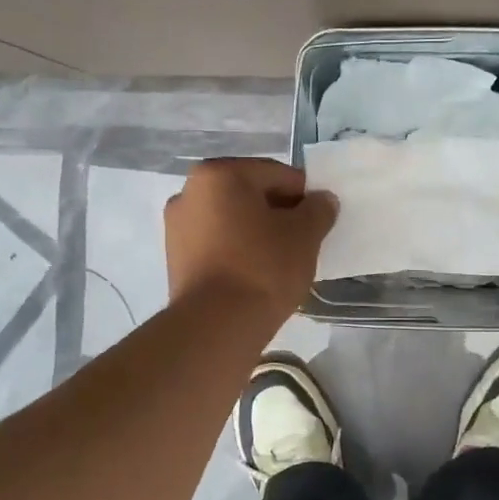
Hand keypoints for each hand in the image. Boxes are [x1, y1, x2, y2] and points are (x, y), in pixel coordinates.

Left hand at [165, 158, 337, 319]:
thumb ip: (318, 210)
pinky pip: (217, 245)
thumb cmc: (263, 267)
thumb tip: (322, 201)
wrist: (217, 325)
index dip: (305, 196)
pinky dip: (237, 252)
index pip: (277, 174)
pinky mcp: (175, 259)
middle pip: (250, 195)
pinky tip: (256, 275)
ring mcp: (177, 226)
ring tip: (280, 263)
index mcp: (219, 174)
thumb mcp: (304, 235)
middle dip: (278, 214)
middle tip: (303, 242)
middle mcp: (190, 191)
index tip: (319, 222)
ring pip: (232, 221)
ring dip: (257, 233)